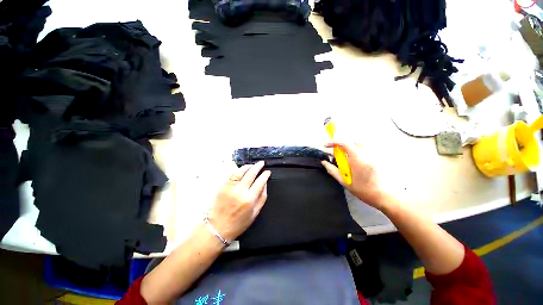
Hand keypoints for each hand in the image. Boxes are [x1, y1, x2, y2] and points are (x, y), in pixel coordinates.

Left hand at [207, 161, 270, 241]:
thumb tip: (265, 184)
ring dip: (248, 166)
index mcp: (249, 199)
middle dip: (258, 166)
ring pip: (241, 171)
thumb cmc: (239, 223)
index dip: (265, 175)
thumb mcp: (255, 213)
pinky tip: (243, 169)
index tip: (268, 172)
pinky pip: (233, 174)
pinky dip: (239, 170)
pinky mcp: (223, 186)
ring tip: (253, 165)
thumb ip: (262, 197)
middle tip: (262, 163)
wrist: (218, 227)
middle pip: (251, 174)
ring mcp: (230, 187)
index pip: (260, 182)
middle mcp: (240, 191)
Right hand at [321, 142, 387, 209]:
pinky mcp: (377, 159)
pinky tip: (355, 161)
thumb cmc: (364, 191)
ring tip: (345, 157)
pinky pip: (365, 150)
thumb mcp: (345, 182)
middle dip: (342, 145)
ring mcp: (373, 156)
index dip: (333, 142)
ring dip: (349, 148)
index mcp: (357, 160)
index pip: (344, 144)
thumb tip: (324, 162)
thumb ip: (332, 170)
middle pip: (352, 143)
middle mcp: (366, 155)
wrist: (385, 197)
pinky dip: (357, 151)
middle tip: (336, 153)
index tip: (326, 146)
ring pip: (359, 145)